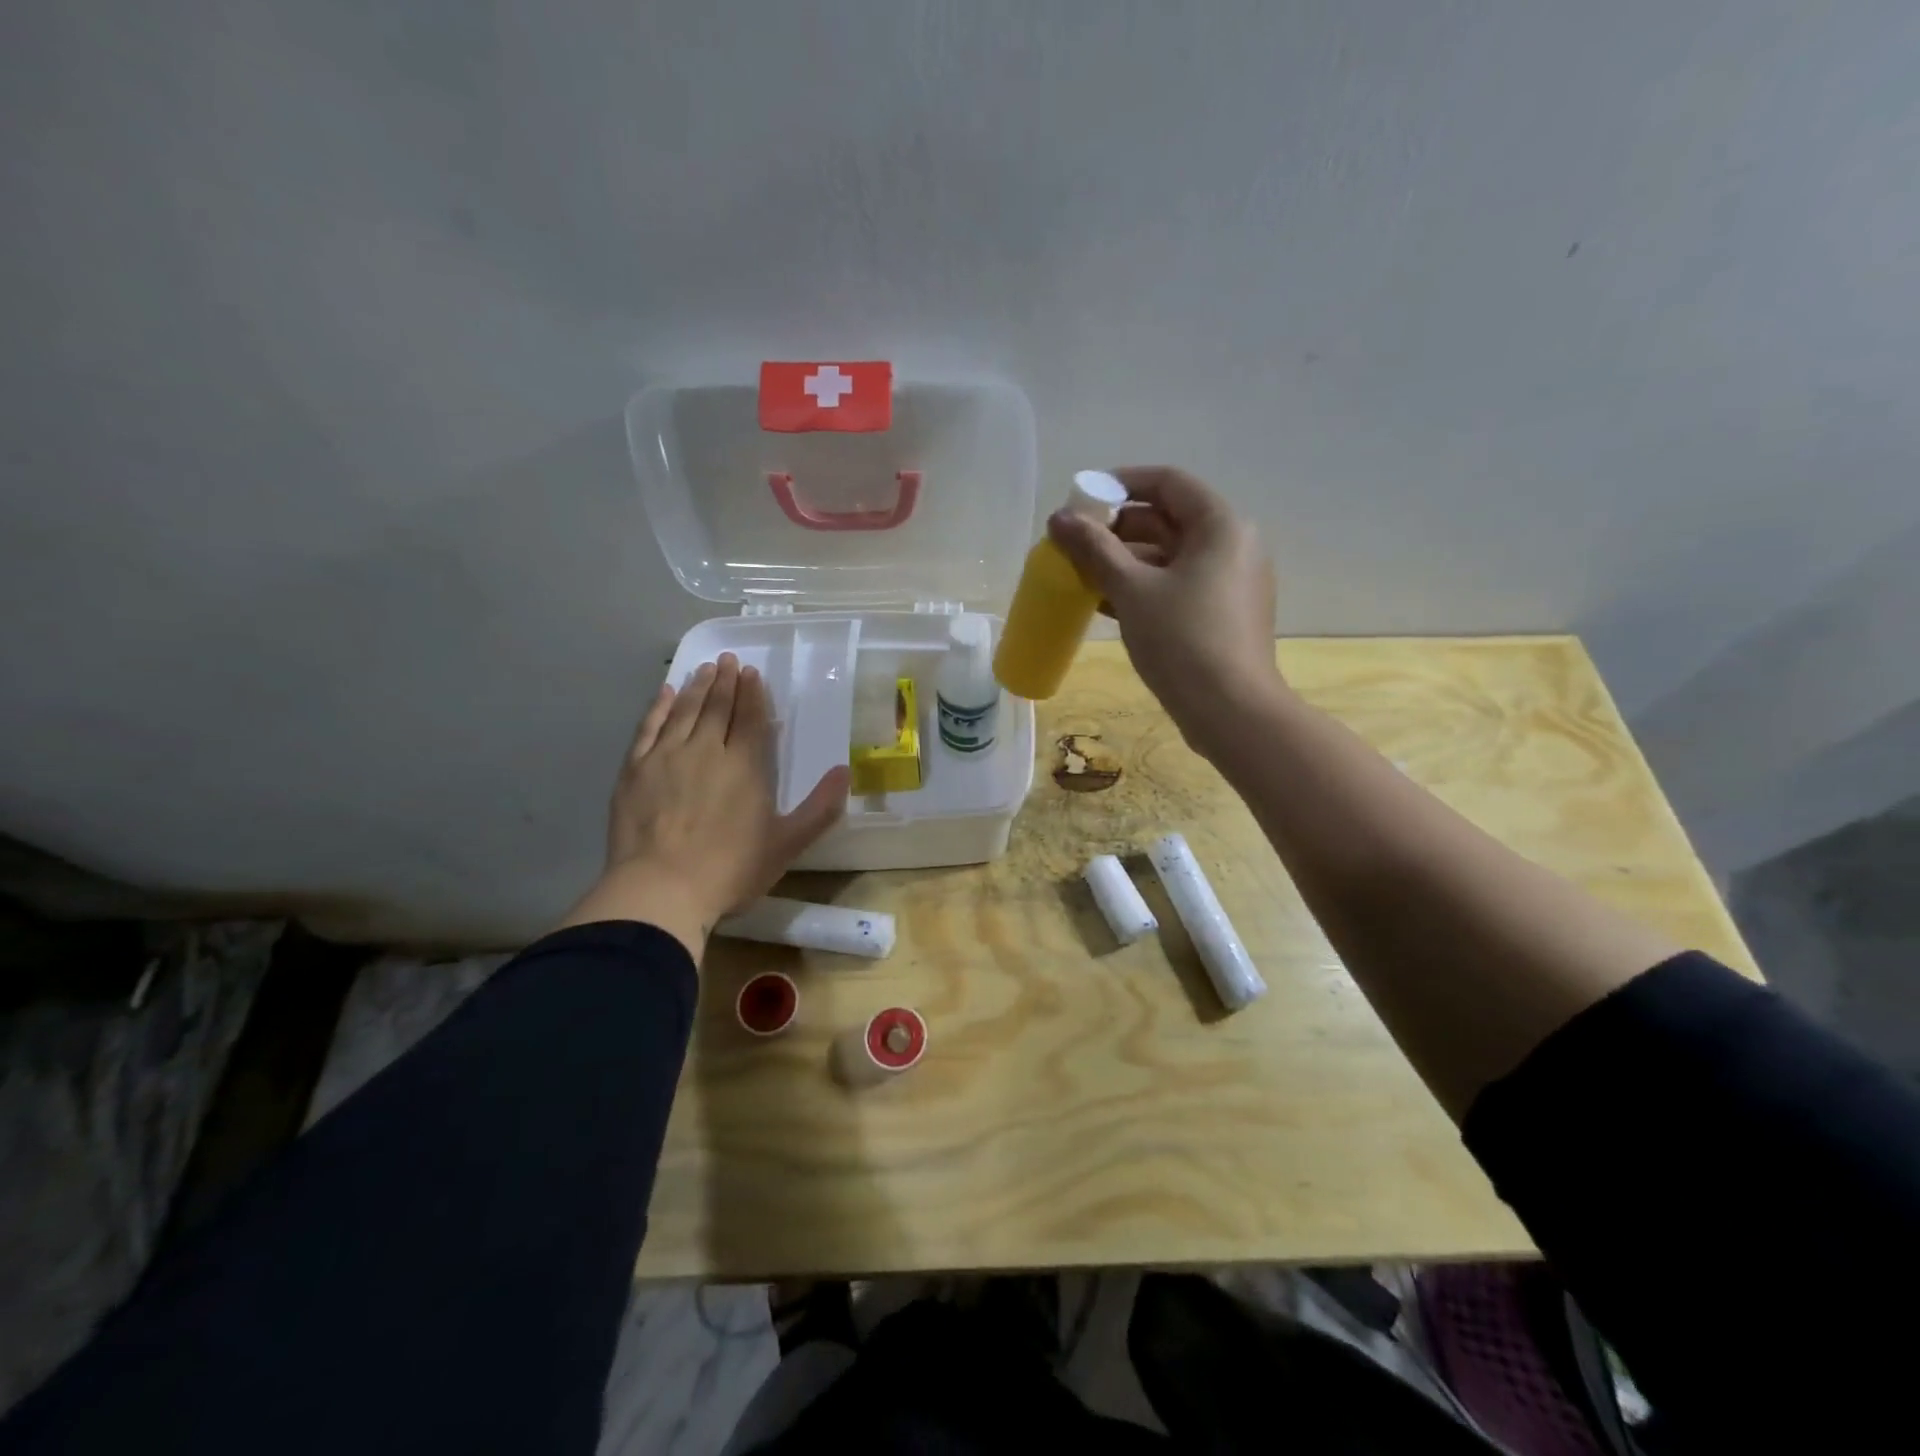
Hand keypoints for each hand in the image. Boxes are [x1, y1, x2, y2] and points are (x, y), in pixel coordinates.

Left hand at [558, 653, 848, 956]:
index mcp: (745, 765)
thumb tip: (846, 771)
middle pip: (717, 707)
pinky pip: (648, 728)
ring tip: (703, 668)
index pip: (751, 718)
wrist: (660, 890)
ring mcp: (666, 757)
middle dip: (724, 681)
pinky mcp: (635, 770)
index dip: (752, 694)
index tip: (751, 673)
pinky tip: (664, 693)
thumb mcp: (787, 844)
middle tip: (727, 660)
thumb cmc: (730, 870)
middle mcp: (706, 750)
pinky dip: (658, 707)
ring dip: (695, 687)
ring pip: (684, 711)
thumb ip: (820, 808)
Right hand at [1048, 467, 1283, 759]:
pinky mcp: (1222, 614)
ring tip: (1080, 574)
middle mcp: (1233, 546)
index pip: (1168, 482)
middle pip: (1168, 519)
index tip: (1082, 496)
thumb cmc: (1183, 641)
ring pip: (1169, 556)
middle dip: (1117, 528)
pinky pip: (1177, 585)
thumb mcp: (1132, 590)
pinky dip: (1143, 587)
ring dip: (1124, 561)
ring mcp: (1230, 582)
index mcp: (1221, 526)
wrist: (1231, 712)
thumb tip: (1059, 519)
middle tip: (1074, 542)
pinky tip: (1103, 603)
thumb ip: (1094, 549)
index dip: (1122, 483)